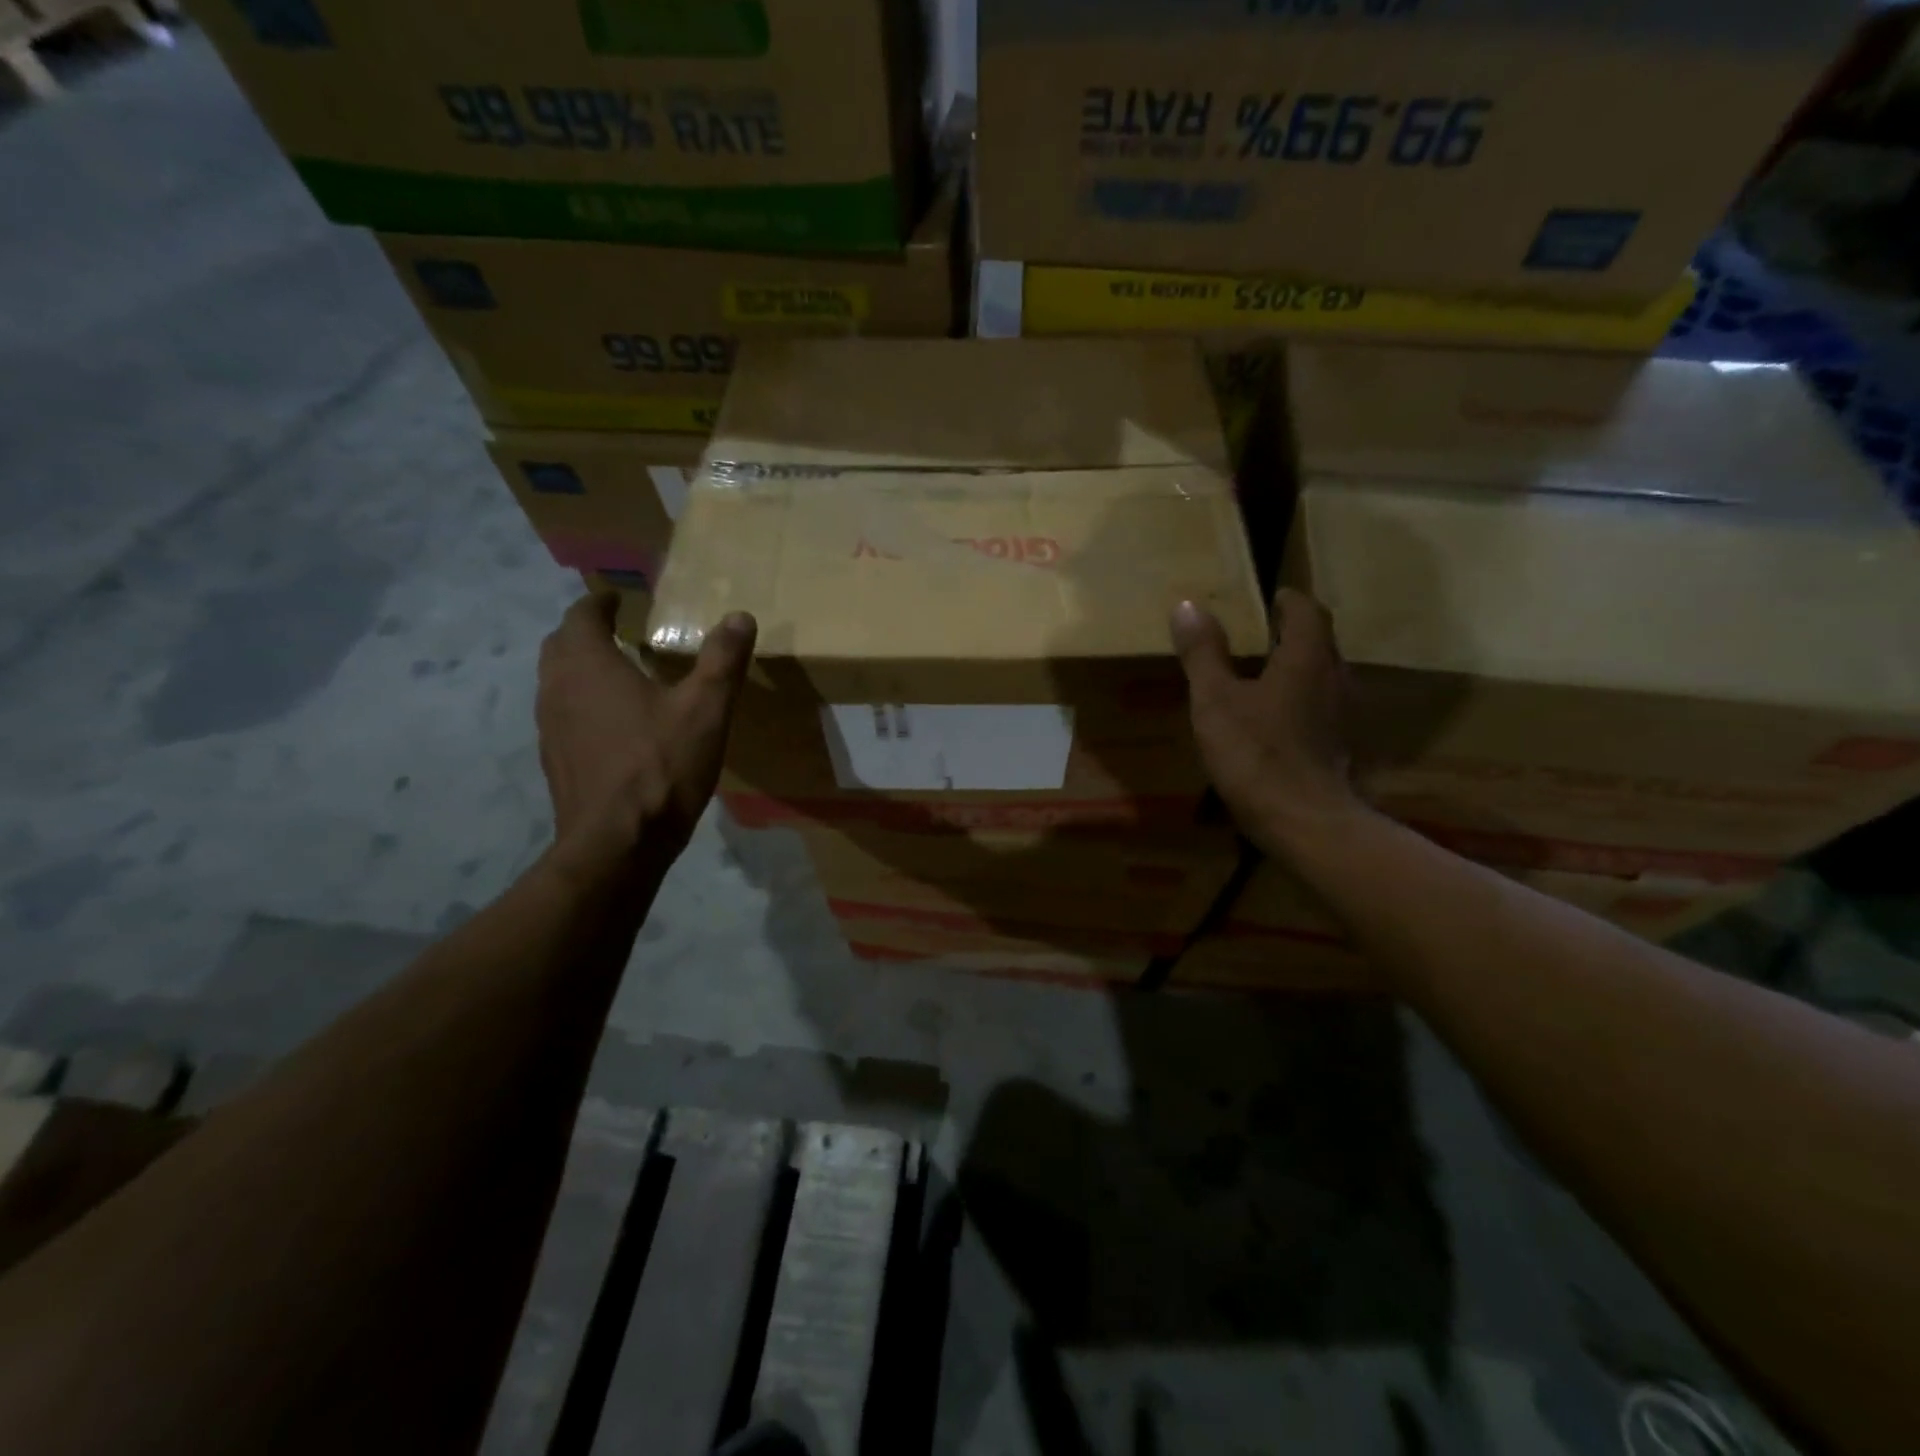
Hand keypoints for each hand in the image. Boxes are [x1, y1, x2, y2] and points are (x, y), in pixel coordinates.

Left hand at [535, 594, 756, 876]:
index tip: (618, 598)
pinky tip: (613, 725)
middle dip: (585, 632)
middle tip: (617, 630)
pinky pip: (563, 715)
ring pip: (557, 681)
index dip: (599, 603)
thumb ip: (722, 660)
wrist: (617, 843)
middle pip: (560, 645)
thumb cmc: (661, 766)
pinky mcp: (555, 760)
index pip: (580, 616)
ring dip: (580, 668)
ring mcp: (549, 727)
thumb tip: (740, 616)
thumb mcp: (705, 709)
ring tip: (616, 673)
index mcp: (588, 665)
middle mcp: (557, 688)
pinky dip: (582, 704)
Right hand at [1171, 587, 1358, 853]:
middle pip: (1319, 643)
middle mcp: (1335, 679)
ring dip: (1297, 670)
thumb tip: (1187, 606)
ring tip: (1261, 676)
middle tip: (1257, 635)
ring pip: (1322, 677)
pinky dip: (1300, 703)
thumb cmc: (1256, 753)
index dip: (1288, 600)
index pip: (1307, 611)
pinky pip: (1321, 710)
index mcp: (1308, 658)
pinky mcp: (1340, 747)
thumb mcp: (1216, 700)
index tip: (1267, 598)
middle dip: (1291, 634)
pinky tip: (1275, 722)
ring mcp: (1343, 716)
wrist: (1304, 822)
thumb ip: (1203, 653)